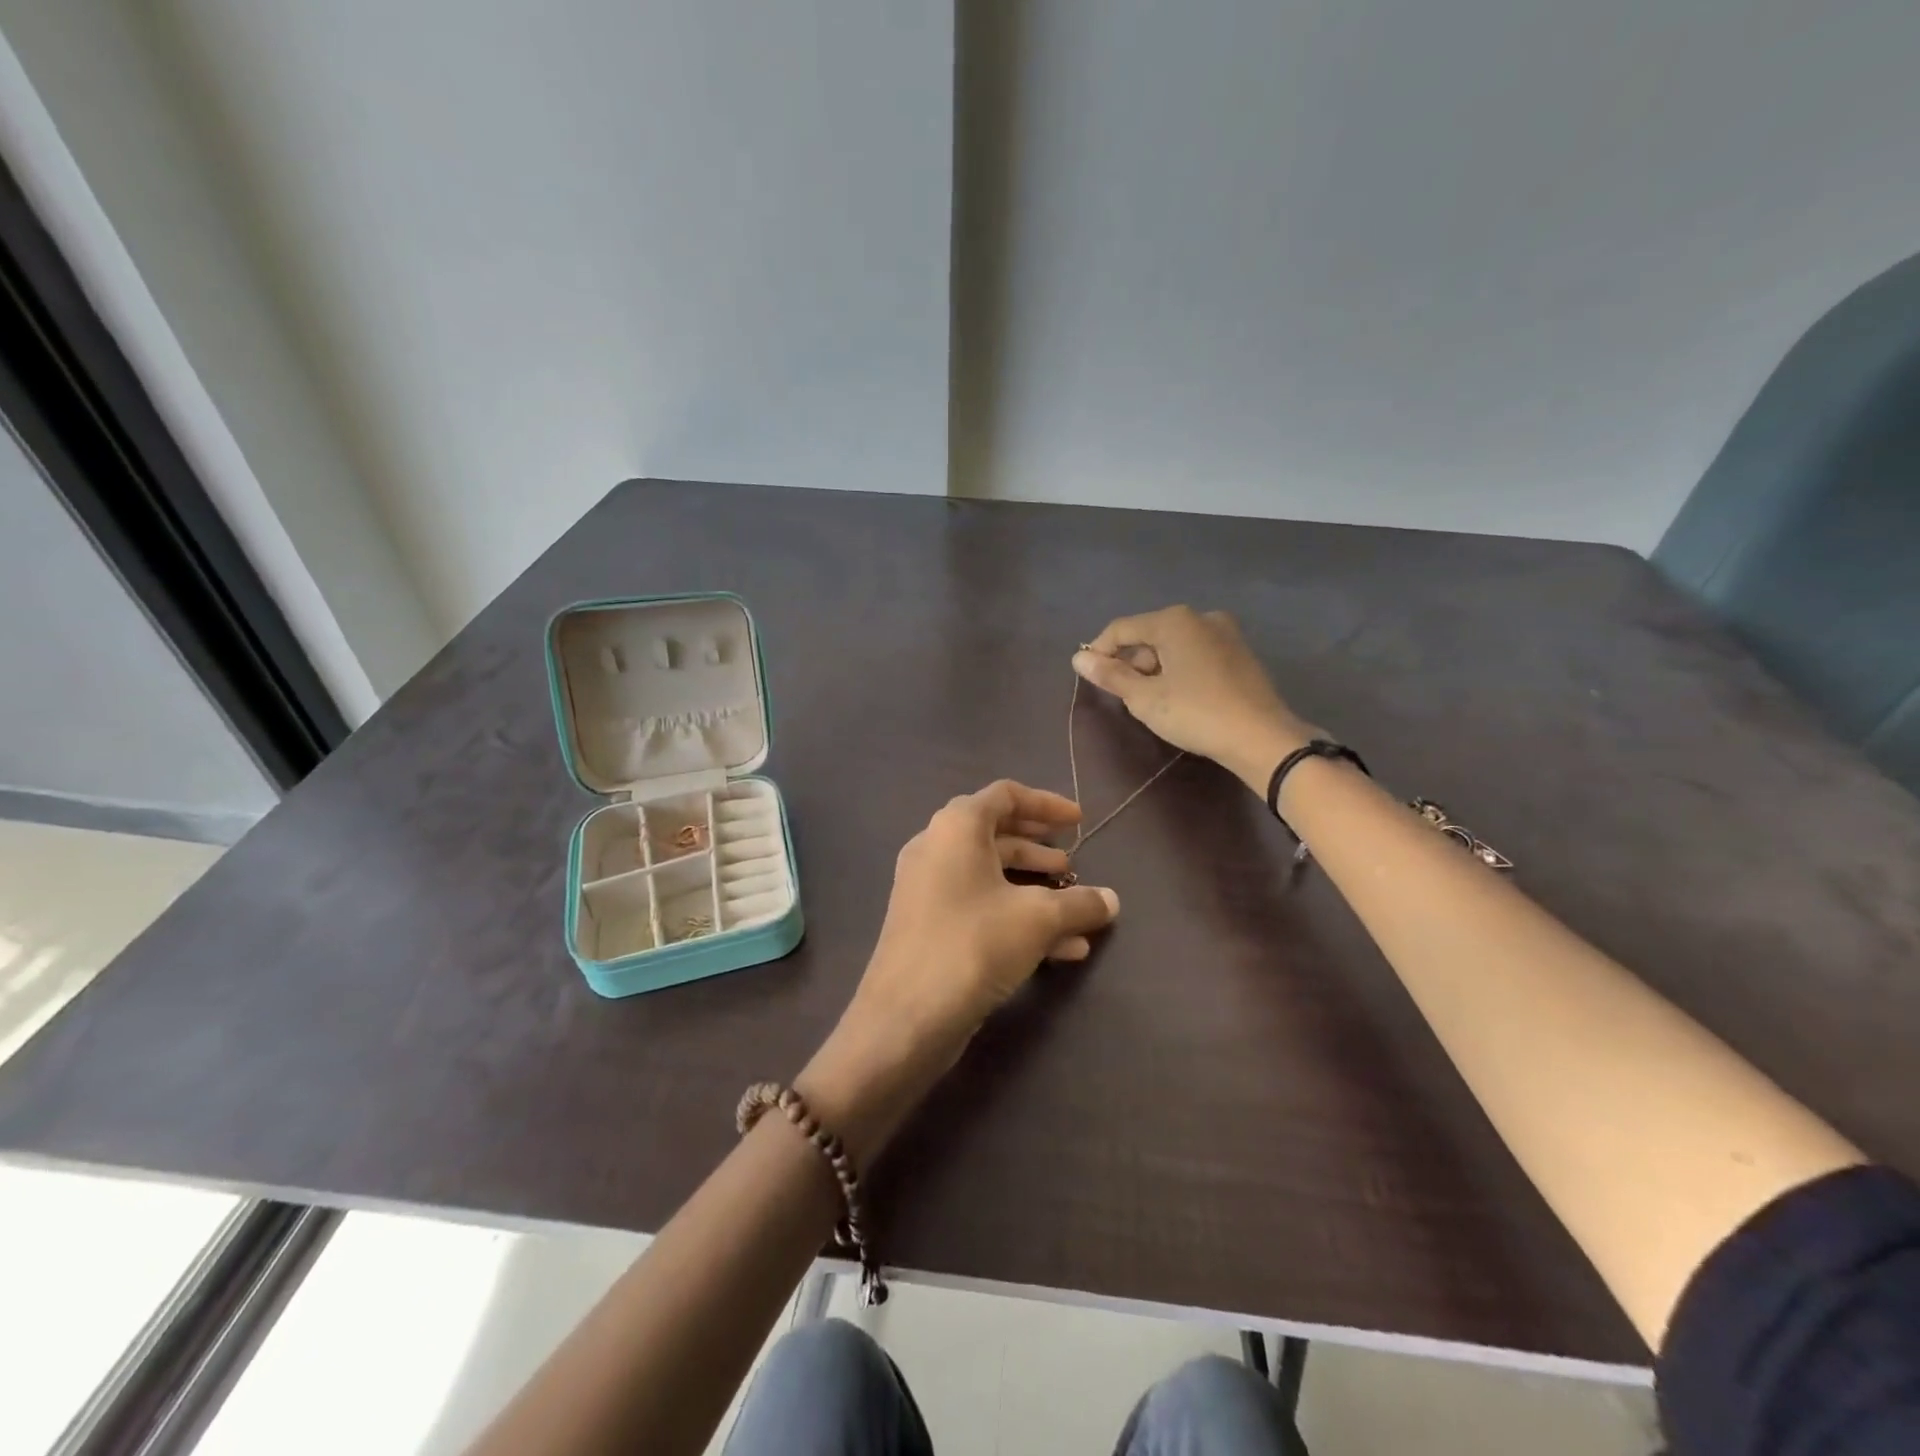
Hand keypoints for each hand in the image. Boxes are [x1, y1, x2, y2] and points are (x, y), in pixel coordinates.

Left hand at [798, 781, 1118, 1163]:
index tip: (1079, 821)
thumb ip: (1080, 903)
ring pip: (990, 875)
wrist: (906, 1017)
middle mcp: (936, 848)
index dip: (1046, 804)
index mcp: (956, 827)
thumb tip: (1112, 900)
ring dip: (1034, 887)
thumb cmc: (974, 945)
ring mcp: (928, 889)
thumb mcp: (1038, 919)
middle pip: (996, 834)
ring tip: (1074, 906)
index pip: (1005, 795)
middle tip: (1073, 861)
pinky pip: (979, 907)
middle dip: (1039, 848)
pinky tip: (1062, 949)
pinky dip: (1017, 916)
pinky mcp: (929, 926)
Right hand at [1073, 605, 1314, 794]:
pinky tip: (1181, 698)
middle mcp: (1200, 617)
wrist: (1262, 738)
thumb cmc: (1196, 713)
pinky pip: (1196, 654)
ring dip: (1156, 668)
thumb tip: (1079, 658)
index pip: (1121, 629)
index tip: (1088, 676)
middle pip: (1149, 635)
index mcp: (1174, 621)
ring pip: (1174, 645)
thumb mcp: (1145, 698)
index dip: (1099, 651)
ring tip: (1153, 702)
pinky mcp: (1240, 654)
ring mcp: (1226, 633)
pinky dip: (1180, 670)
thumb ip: (1110, 675)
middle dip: (1131, 662)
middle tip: (1125, 696)